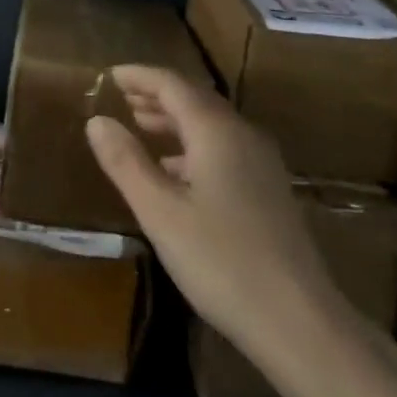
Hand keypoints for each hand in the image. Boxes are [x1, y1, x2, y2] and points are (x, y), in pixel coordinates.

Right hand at [85, 64, 344, 362]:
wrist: (299, 321)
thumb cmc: (221, 261)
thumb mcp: (160, 212)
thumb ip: (126, 162)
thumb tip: (96, 121)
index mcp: (216, 130)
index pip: (172, 84)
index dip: (140, 76)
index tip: (110, 75)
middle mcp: (243, 134)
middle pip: (195, 99)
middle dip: (157, 96)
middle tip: (123, 98)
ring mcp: (262, 162)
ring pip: (212, 124)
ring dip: (175, 120)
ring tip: (142, 127)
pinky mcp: (270, 189)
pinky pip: (225, 148)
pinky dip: (194, 146)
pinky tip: (177, 172)